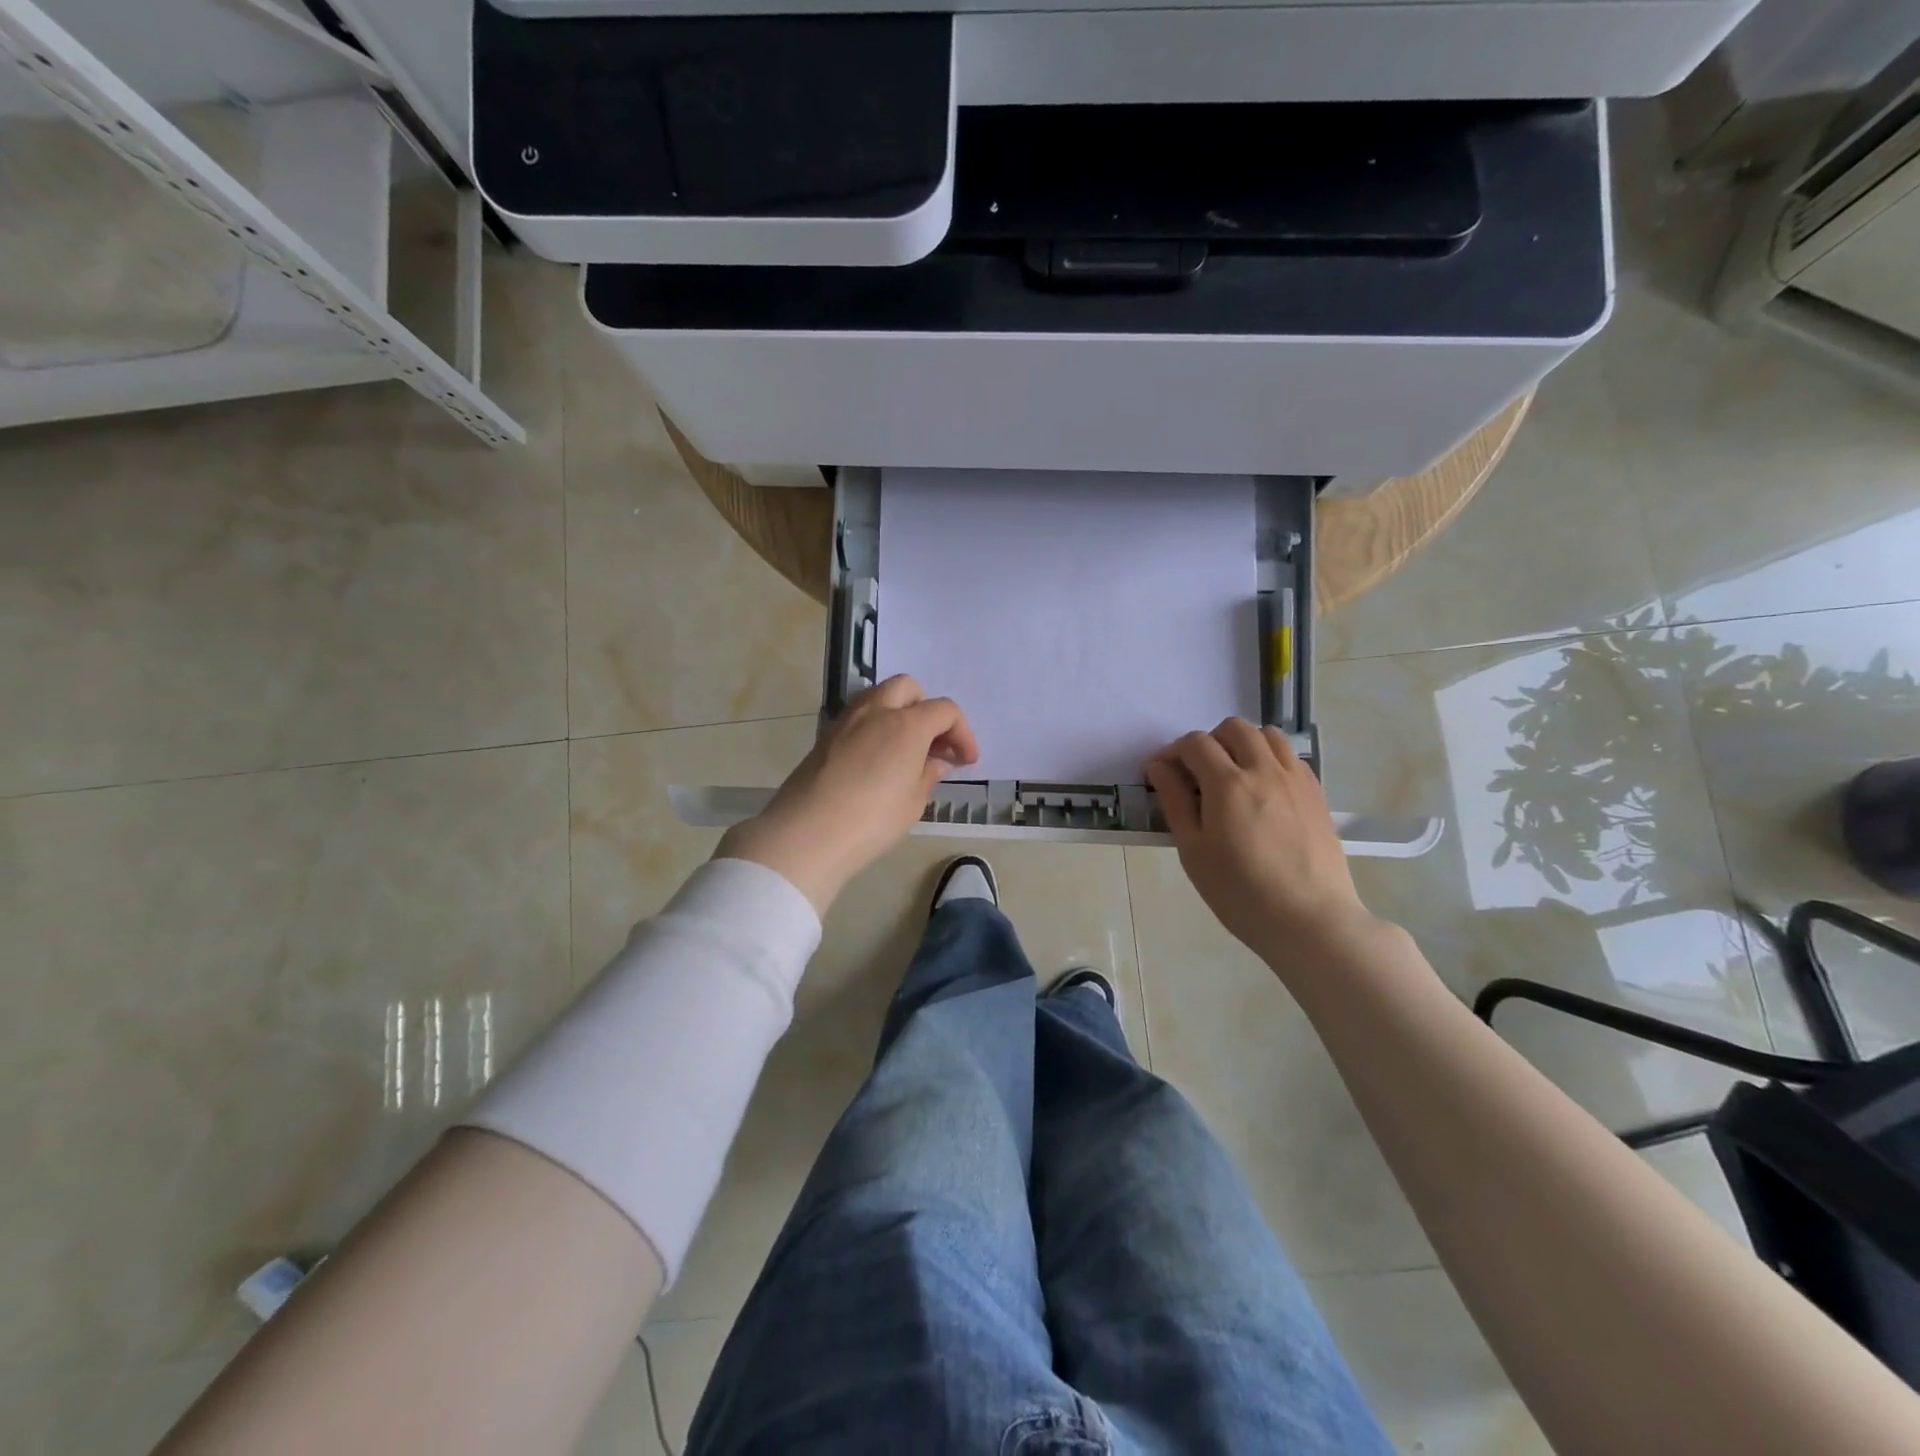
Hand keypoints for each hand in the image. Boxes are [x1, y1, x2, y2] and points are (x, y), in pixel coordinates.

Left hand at [717, 675, 978, 914]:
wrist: (807, 834)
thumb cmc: (872, 820)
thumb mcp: (913, 802)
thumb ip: (928, 774)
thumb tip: (935, 761)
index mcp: (907, 724)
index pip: (944, 710)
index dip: (962, 733)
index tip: (966, 761)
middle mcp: (876, 711)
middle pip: (909, 688)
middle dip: (927, 709)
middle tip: (934, 744)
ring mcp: (846, 721)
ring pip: (879, 697)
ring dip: (899, 713)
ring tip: (906, 750)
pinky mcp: (825, 737)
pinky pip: (859, 718)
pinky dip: (876, 727)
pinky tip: (878, 760)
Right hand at [1144, 719, 1376, 970]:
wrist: (1310, 920)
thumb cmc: (1240, 892)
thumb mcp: (1194, 851)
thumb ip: (1175, 802)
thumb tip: (1159, 767)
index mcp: (1227, 783)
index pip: (1194, 744)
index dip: (1172, 753)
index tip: (1162, 775)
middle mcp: (1264, 770)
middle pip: (1233, 728)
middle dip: (1209, 742)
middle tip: (1198, 774)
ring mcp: (1295, 780)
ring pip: (1268, 735)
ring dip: (1244, 743)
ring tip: (1233, 775)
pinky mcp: (1317, 794)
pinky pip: (1291, 757)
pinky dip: (1271, 759)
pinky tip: (1264, 791)